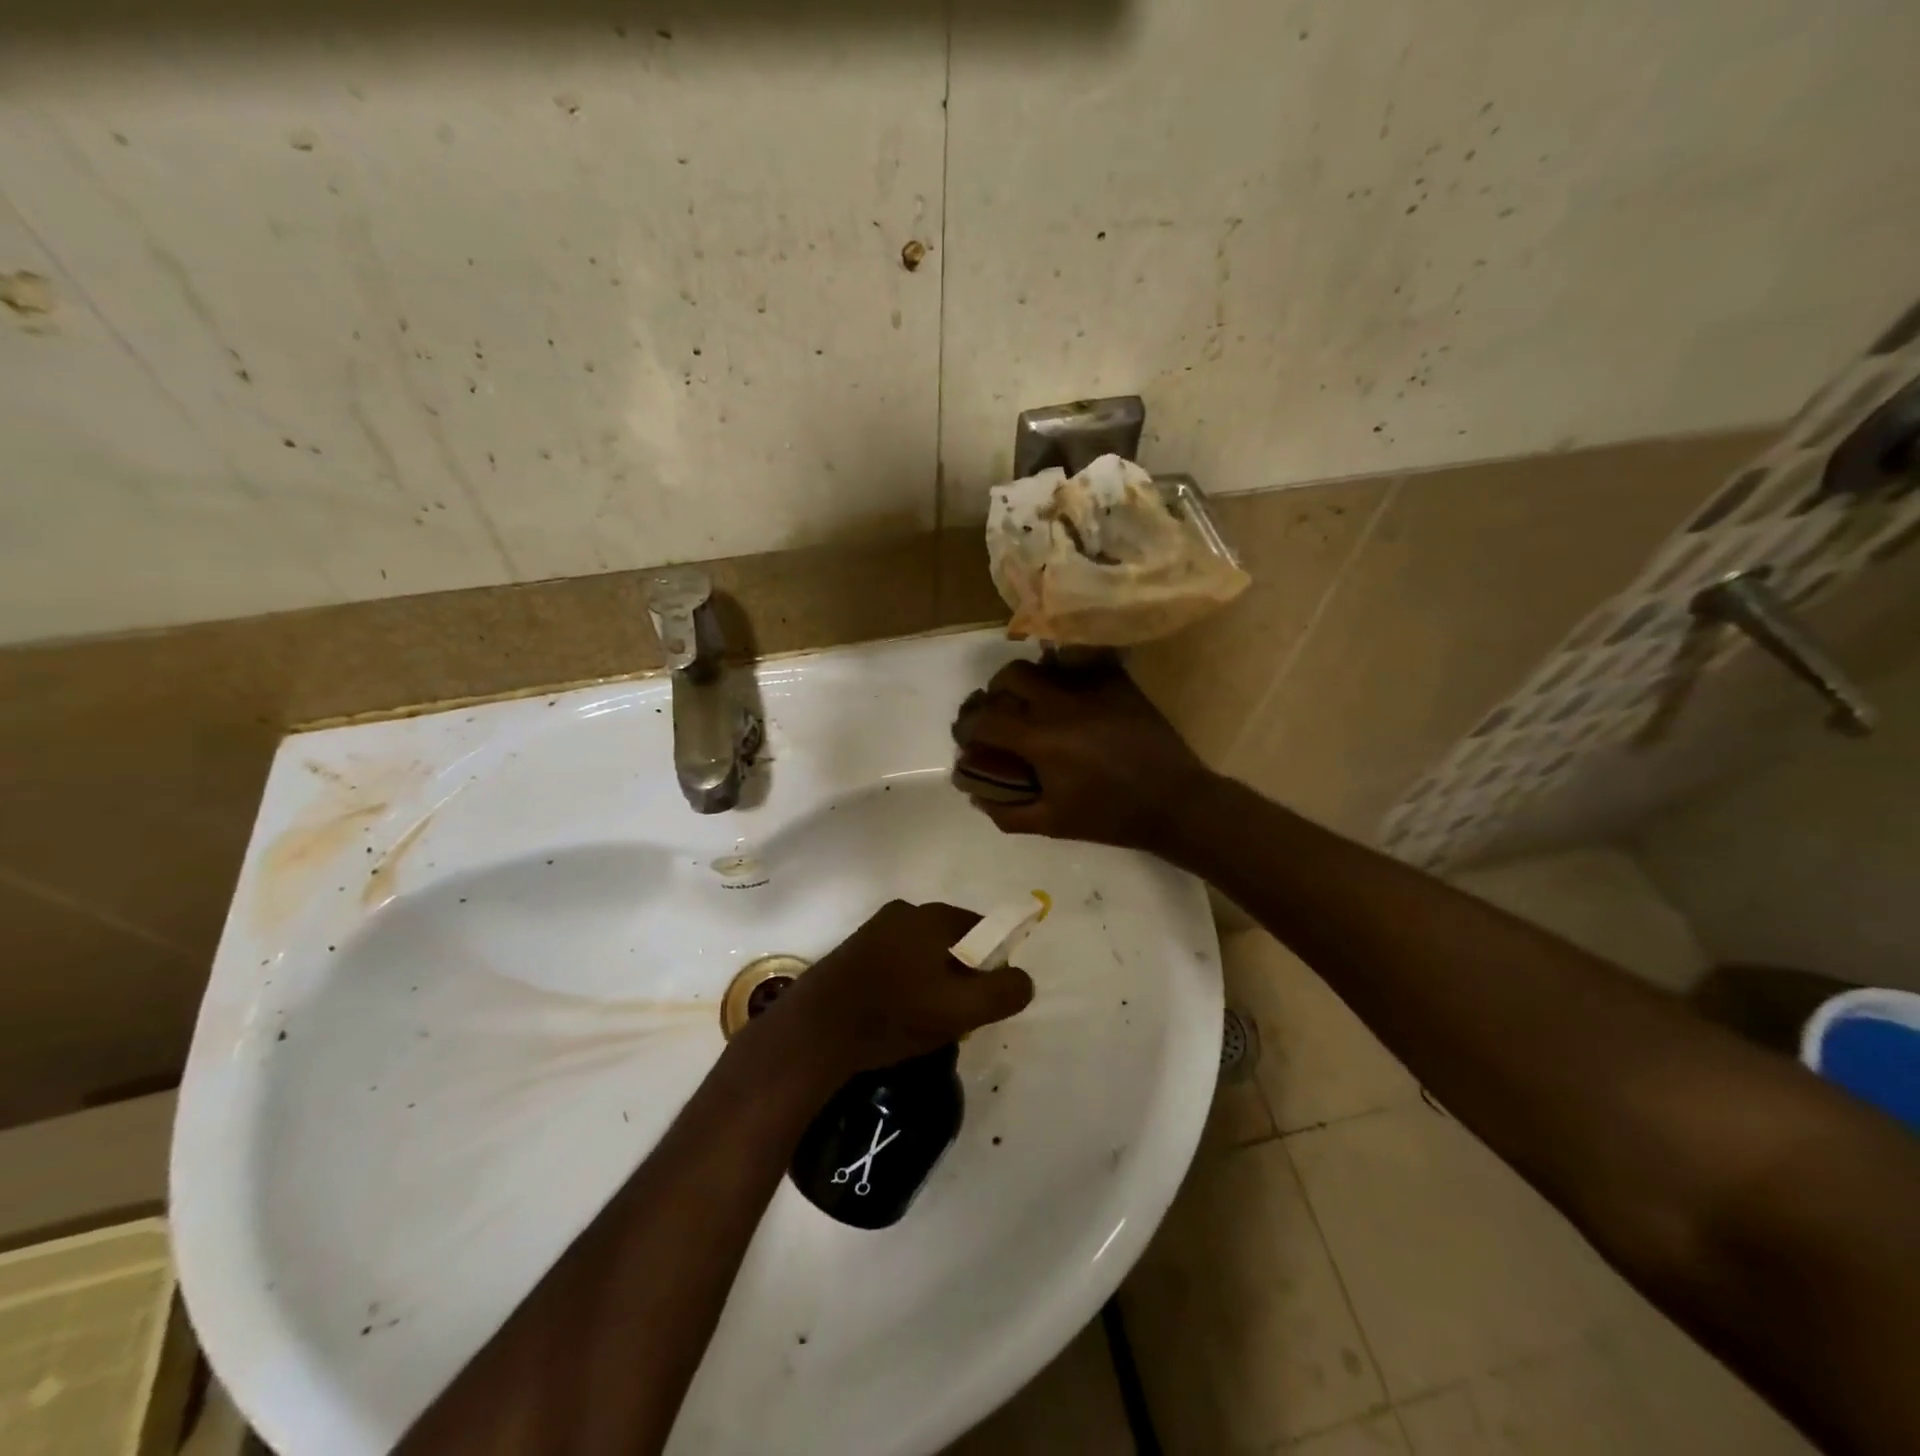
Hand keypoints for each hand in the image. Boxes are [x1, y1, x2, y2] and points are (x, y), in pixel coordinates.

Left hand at [764, 900, 1033, 1077]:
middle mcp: (904, 912)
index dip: (993, 962)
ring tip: (925, 1021)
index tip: (986, 998)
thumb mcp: (962, 1010)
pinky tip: (897, 1016)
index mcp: (932, 916)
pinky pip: (896, 962)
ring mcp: (874, 930)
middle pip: (952, 941)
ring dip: (932, 982)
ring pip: (923, 954)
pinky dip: (906, 984)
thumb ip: (1004, 992)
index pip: (982, 928)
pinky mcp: (853, 952)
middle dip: (962, 975)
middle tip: (958, 1015)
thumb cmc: (895, 1013)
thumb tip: (1024, 978)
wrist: (816, 1031)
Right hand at [953, 660, 1215, 850]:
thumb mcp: (1052, 823)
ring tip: (1030, 701)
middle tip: (998, 714)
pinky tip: (1068, 695)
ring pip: (1044, 664)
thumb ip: (1007, 811)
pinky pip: (1081, 664)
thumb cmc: (1110, 817)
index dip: (966, 727)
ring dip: (1027, 680)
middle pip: (1009, 677)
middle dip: (993, 694)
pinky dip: (1064, 674)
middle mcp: (1060, 704)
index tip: (966, 738)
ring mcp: (1091, 688)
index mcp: (1040, 739)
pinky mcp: (1117, 683)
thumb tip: (976, 796)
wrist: (1174, 802)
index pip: (984, 719)